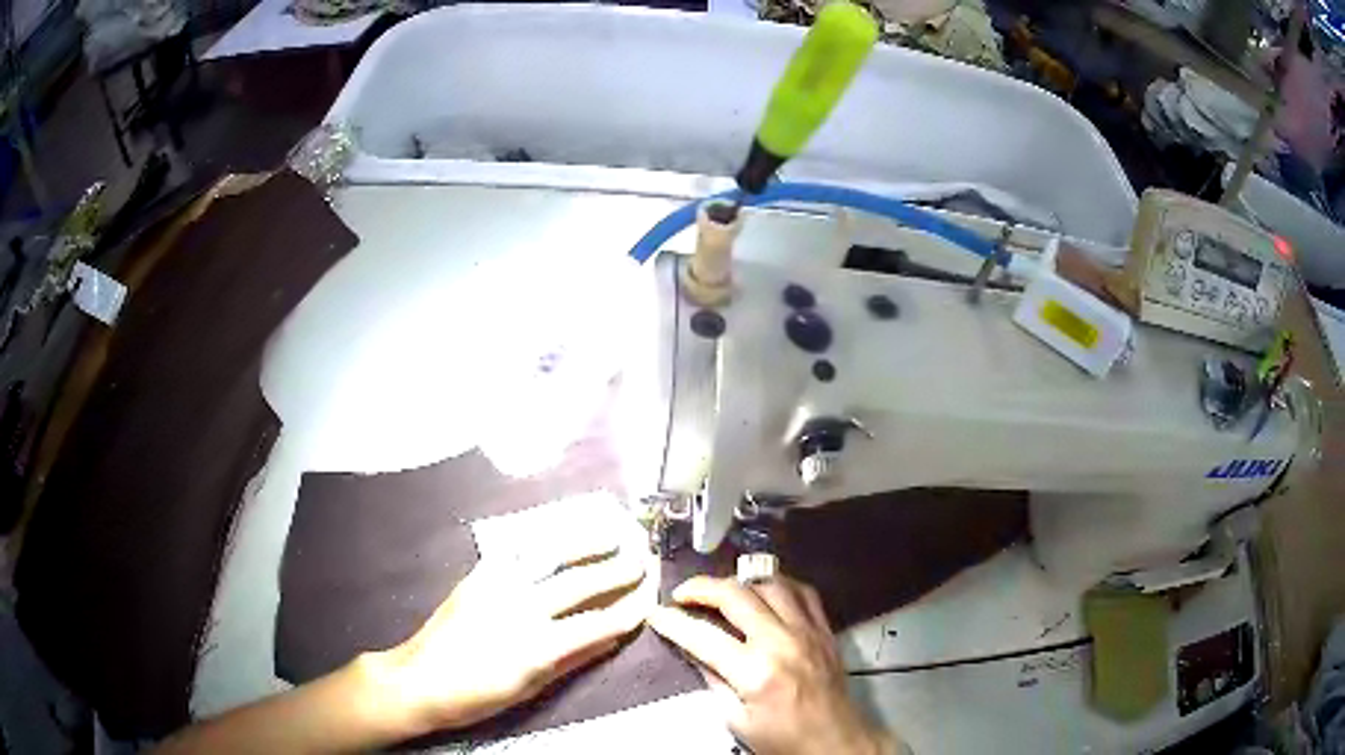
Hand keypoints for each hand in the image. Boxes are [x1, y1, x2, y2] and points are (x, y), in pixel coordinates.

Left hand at [365, 549, 650, 734]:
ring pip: (550, 555)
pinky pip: (515, 551)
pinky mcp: (478, 576)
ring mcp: (498, 586)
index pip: (599, 622)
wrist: (420, 679)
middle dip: (618, 569)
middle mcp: (522, 608)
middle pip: (580, 583)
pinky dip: (542, 540)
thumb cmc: (478, 695)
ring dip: (585, 542)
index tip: (650, 595)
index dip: (629, 608)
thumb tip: (611, 637)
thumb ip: (573, 658)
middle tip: (643, 557)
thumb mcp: (531, 688)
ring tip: (612, 532)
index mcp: (538, 646)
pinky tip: (557, 535)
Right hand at [650, 576, 903, 754]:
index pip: (704, 636)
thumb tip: (695, 651)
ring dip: (740, 582)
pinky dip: (778, 585)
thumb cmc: (783, 739)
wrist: (835, 742)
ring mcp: (807, 631)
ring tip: (722, 592)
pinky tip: (764, 593)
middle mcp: (781, 642)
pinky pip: (803, 592)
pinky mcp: (825, 630)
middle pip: (736, 595)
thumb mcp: (737, 721)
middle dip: (701, 588)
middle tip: (682, 594)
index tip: (656, 613)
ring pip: (770, 583)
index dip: (673, 622)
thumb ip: (714, 681)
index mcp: (755, 672)